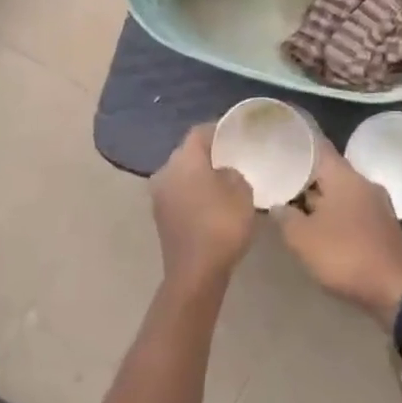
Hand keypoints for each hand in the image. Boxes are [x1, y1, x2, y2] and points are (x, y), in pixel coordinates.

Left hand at [151, 124, 255, 294]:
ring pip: (182, 174)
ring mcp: (159, 195)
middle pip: (188, 153)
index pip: (199, 132)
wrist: (196, 272)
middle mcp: (165, 171)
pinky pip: (179, 193)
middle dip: (208, 153)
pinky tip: (212, 201)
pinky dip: (194, 192)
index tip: (236, 133)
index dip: (218, 130)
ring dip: (200, 174)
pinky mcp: (160, 216)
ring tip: (225, 179)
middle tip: (233, 156)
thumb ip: (234, 173)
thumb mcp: (242, 192)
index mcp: (184, 159)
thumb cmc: (222, 224)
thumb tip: (225, 172)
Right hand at [272, 141, 401, 321]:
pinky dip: (334, 214)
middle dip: (305, 175)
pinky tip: (319, 227)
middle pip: (329, 171)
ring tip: (293, 204)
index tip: (281, 138)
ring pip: (341, 193)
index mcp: (345, 177)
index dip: (299, 142)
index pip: (318, 146)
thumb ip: (286, 218)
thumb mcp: (303, 239)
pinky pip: (352, 211)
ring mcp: (377, 205)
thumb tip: (278, 205)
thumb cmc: (346, 255)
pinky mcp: (383, 227)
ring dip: (319, 198)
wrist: (396, 290)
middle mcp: (364, 183)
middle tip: (279, 177)